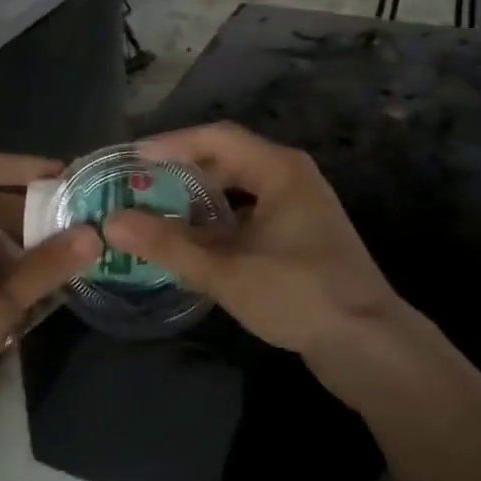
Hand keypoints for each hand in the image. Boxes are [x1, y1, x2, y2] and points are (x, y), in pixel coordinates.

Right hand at [102, 123, 401, 360]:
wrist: (367, 343)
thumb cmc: (297, 294)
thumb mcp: (225, 270)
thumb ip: (167, 245)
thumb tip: (112, 223)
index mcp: (279, 169)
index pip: (216, 137)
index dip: (171, 144)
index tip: (132, 159)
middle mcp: (291, 177)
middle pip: (228, 158)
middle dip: (183, 170)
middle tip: (141, 185)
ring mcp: (300, 206)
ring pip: (240, 188)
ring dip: (200, 197)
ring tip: (159, 211)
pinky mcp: (301, 234)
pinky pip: (251, 212)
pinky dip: (220, 220)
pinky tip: (195, 242)